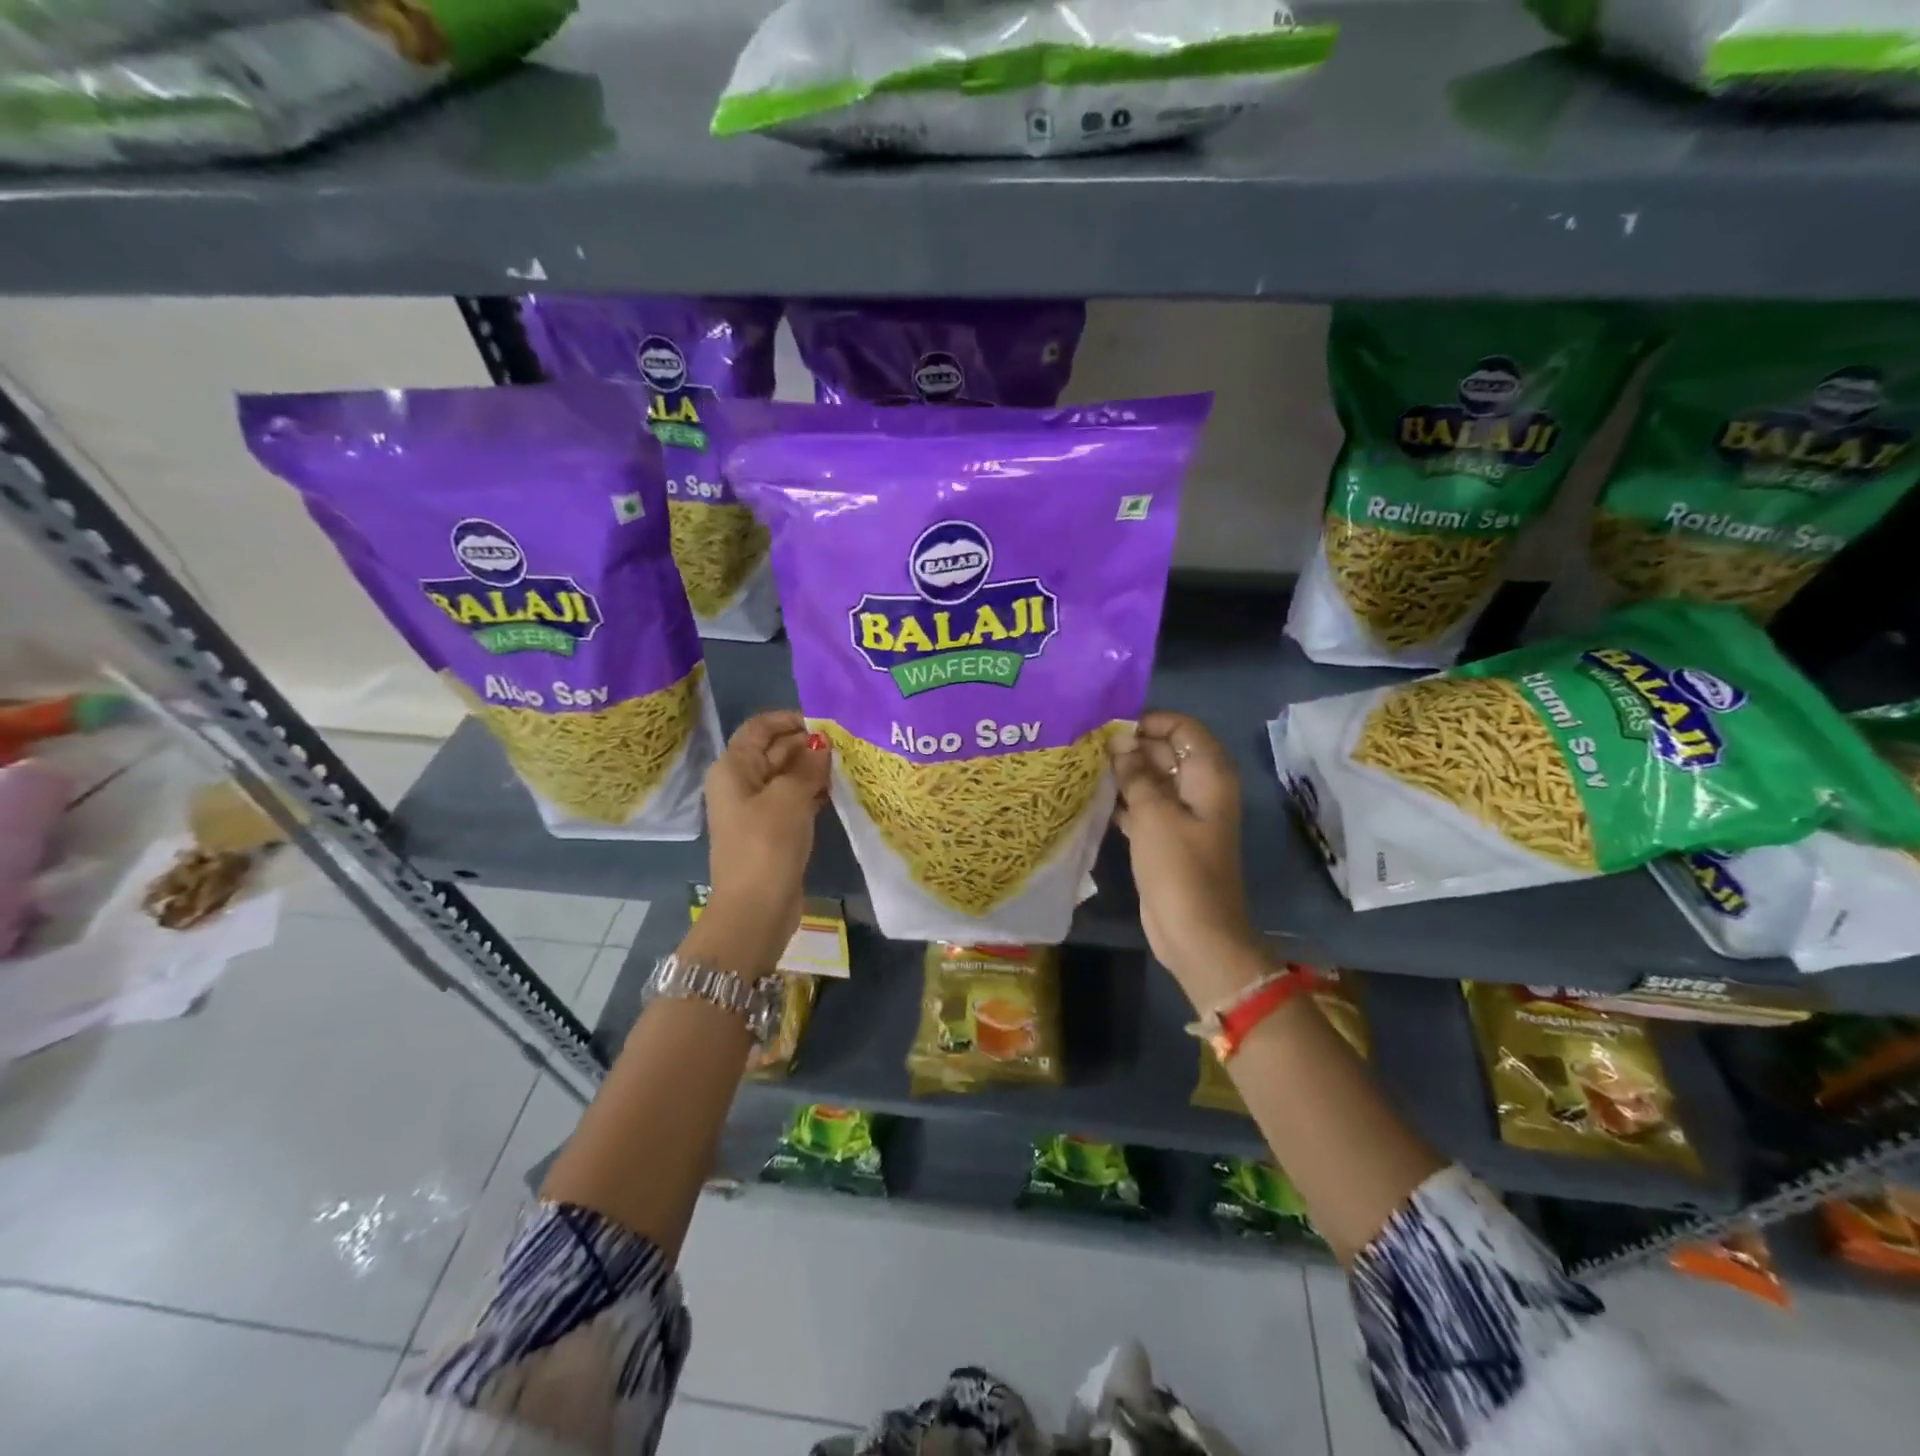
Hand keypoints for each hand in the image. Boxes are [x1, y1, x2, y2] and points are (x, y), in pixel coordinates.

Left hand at [698, 711, 829, 962]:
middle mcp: (741, 782)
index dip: (791, 719)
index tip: (828, 722)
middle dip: (809, 744)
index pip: (761, 727)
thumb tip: (823, 743)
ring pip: (788, 775)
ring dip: (815, 768)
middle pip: (776, 749)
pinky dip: (814, 792)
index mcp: (734, 768)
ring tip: (851, 763)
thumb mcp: (789, 799)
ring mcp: (757, 807)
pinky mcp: (773, 829)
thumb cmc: (767, 846)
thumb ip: (808, 765)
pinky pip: (794, 799)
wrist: (755, 909)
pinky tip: (841, 790)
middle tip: (849, 743)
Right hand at [1112, 711, 1258, 987]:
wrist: (1195, 933)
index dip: (1150, 721)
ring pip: (1152, 779)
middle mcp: (1199, 789)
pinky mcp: (1166, 837)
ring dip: (1124, 773)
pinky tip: (1091, 796)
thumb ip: (1136, 773)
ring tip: (1084, 765)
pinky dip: (1123, 800)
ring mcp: (1183, 815)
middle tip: (1087, 744)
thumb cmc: (1179, 868)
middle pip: (1166, 751)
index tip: (1111, 726)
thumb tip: (1120, 742)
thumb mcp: (1154, 814)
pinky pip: (1144, 806)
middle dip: (1130, 746)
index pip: (1183, 728)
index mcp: (1209, 776)